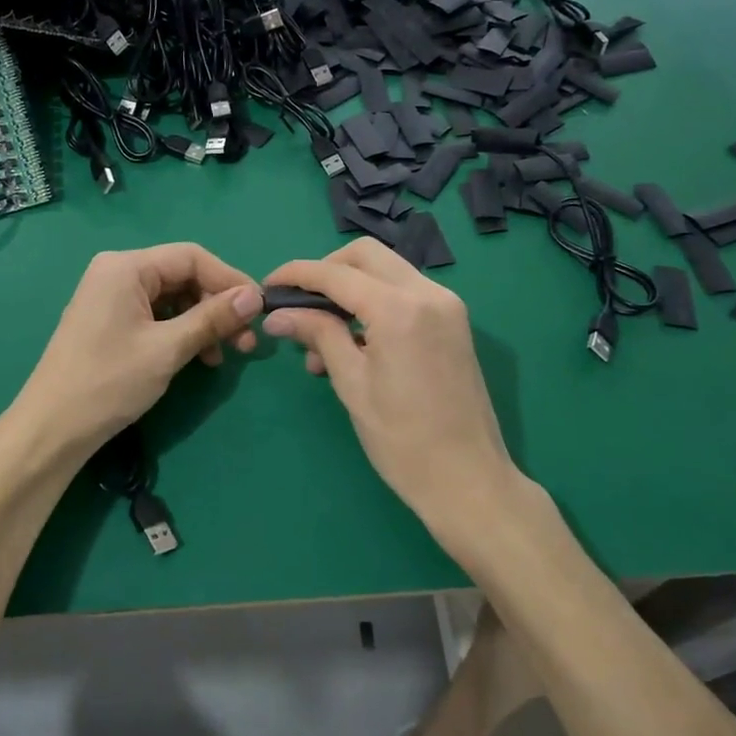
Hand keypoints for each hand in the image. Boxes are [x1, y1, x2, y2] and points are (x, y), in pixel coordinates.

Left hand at [6, 244, 262, 465]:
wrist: (52, 428)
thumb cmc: (109, 382)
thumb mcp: (168, 348)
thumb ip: (212, 318)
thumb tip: (256, 296)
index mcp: (126, 267)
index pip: (191, 257)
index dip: (229, 280)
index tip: (258, 309)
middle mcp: (117, 272)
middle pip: (183, 276)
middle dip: (217, 305)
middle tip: (245, 341)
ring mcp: (111, 296)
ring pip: (173, 298)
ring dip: (203, 322)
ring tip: (224, 356)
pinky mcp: (110, 320)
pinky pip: (156, 315)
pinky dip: (181, 332)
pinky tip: (199, 357)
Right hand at [261, 239, 525, 548]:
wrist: (468, 480)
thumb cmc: (402, 440)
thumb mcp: (352, 384)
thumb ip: (317, 335)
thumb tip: (277, 315)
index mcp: (400, 309)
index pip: (337, 274)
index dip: (296, 275)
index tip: (267, 286)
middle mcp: (428, 293)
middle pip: (366, 256)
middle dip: (326, 270)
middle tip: (298, 303)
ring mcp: (446, 306)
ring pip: (387, 271)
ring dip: (350, 288)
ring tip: (319, 337)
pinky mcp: (453, 322)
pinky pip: (405, 294)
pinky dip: (374, 303)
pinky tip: (352, 342)